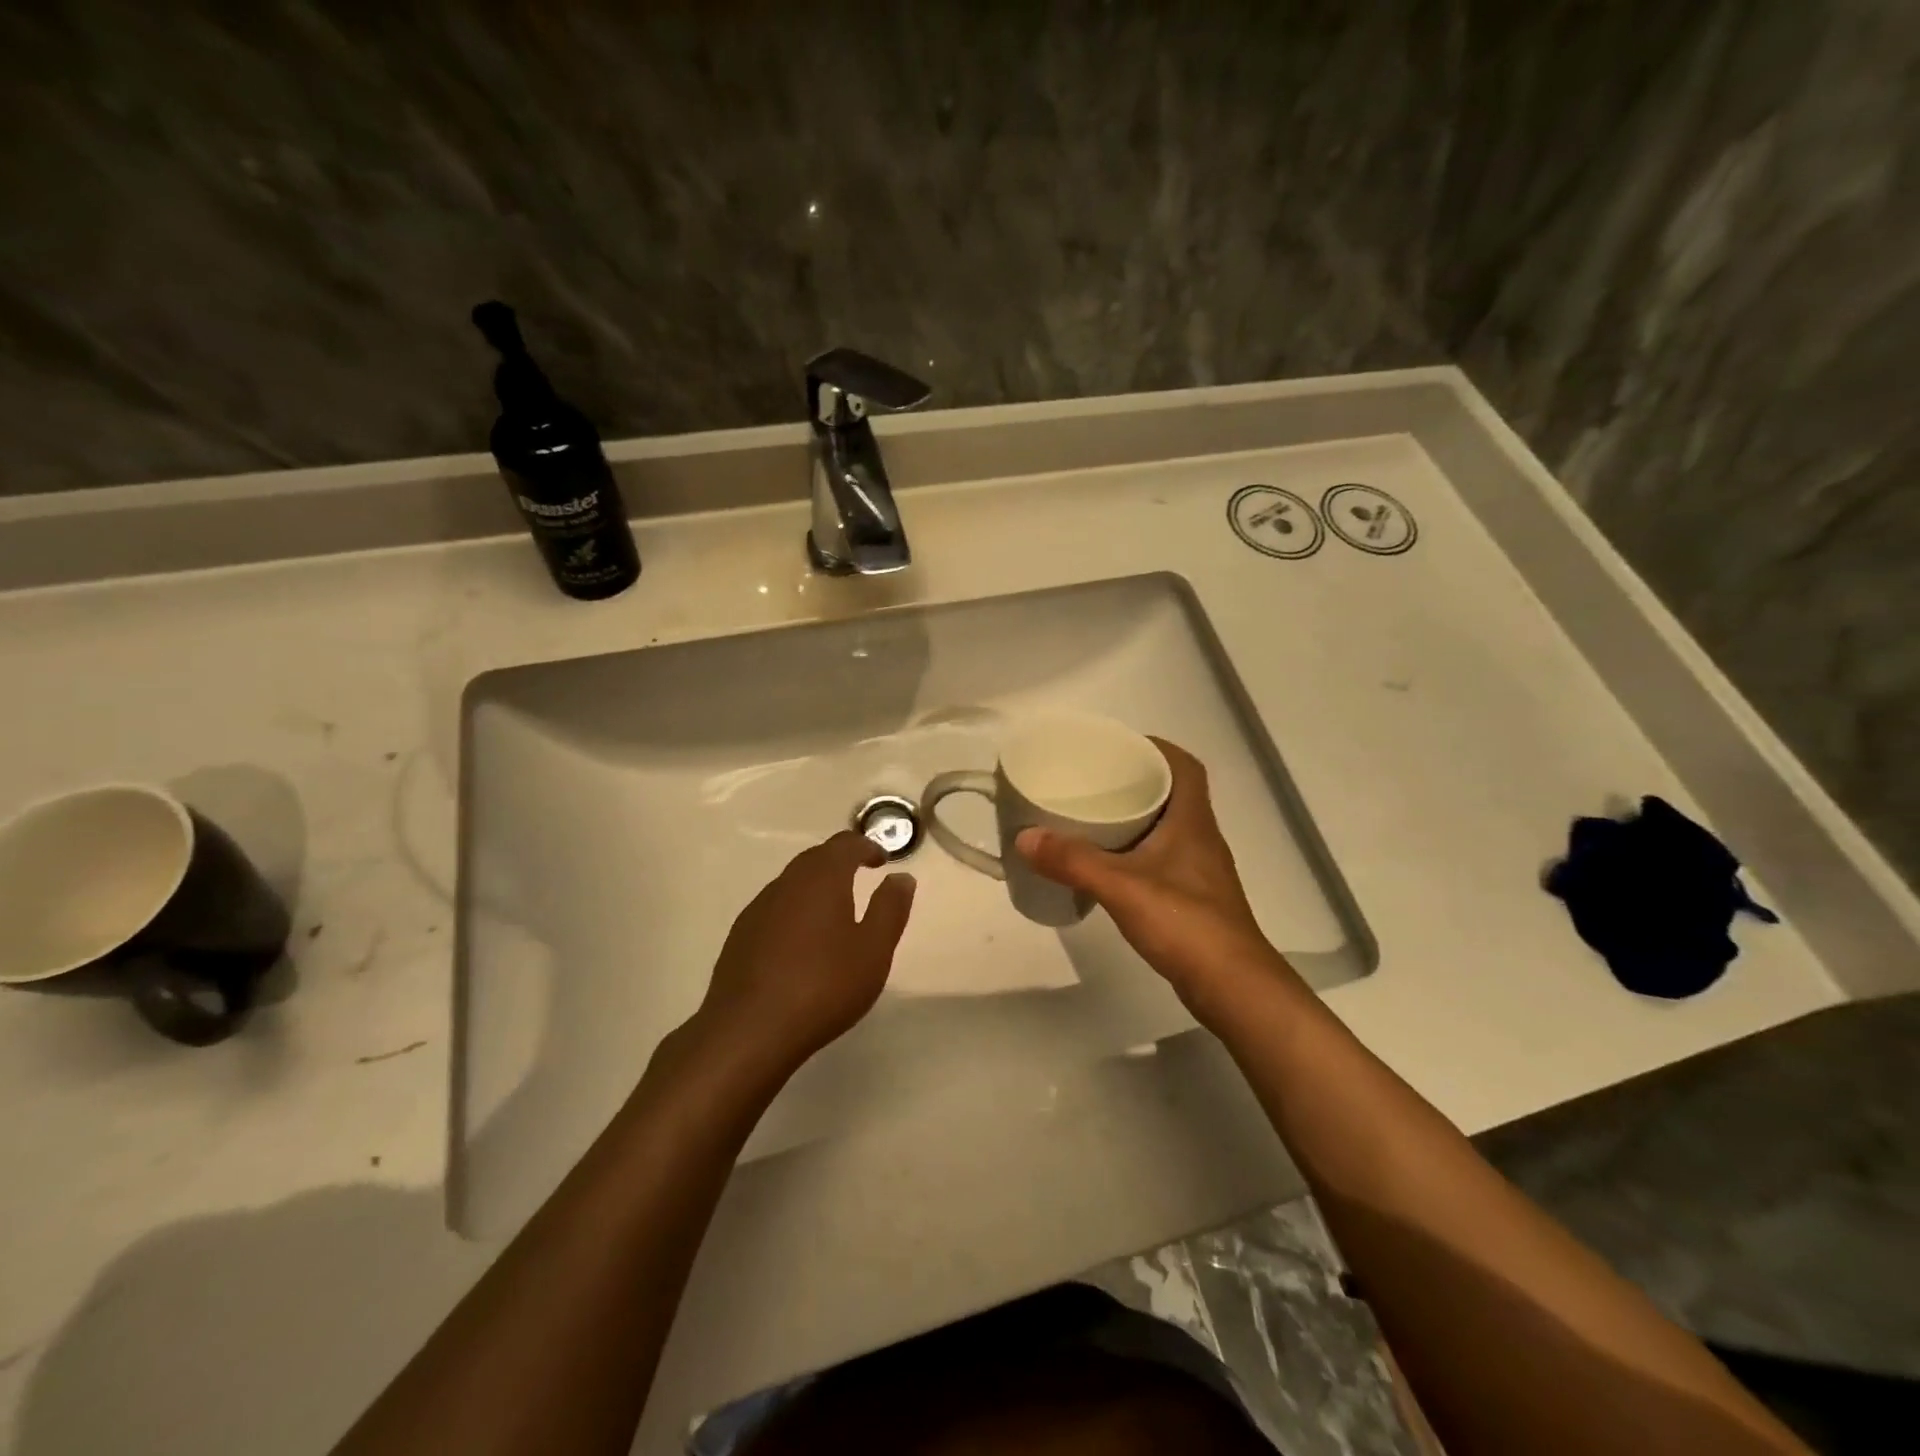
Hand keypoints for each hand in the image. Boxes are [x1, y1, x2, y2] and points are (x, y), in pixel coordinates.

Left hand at [692, 831, 915, 1080]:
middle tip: (861, 876)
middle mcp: (786, 883)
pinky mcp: (740, 936)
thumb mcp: (873, 950)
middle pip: (815, 858)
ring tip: (835, 909)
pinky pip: (774, 908)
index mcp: (821, 878)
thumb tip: (900, 876)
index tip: (882, 860)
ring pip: (792, 883)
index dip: (866, 846)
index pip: (844, 844)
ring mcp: (758, 909)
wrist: (749, 1030)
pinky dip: (795, 909)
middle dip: (839, 861)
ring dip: (815, 885)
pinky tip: (802, 940)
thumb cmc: (823, 985)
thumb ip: (890, 908)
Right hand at [1015, 739, 1293, 1015]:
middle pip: (1172, 794)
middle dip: (1136, 781)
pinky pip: (1161, 859)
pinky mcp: (1192, 900)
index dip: (1156, 748)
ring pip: (1166, 829)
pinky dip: (1135, 853)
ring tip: (1092, 817)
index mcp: (1192, 822)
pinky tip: (1107, 866)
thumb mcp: (1122, 887)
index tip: (1119, 746)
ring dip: (1135, 818)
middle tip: (1093, 781)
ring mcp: (1198, 872)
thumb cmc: (1185, 924)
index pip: (1185, 767)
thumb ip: (1073, 862)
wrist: (1232, 988)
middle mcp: (1200, 839)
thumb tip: (1025, 836)